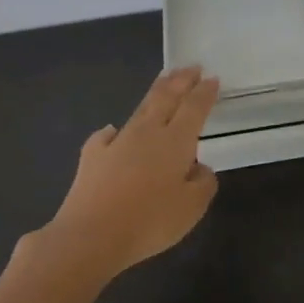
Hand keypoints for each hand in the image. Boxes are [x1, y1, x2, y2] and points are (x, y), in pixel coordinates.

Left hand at [32, 67, 220, 279]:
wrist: (90, 236)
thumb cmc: (149, 222)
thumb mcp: (192, 208)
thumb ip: (203, 183)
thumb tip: (199, 167)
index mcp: (176, 141)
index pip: (194, 108)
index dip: (205, 93)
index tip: (213, 78)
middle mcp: (147, 133)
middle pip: (166, 98)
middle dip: (181, 80)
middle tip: (192, 66)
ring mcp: (117, 143)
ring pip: (140, 109)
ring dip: (155, 92)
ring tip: (164, 80)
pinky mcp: (92, 157)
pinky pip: (106, 136)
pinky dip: (114, 131)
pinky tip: (113, 131)